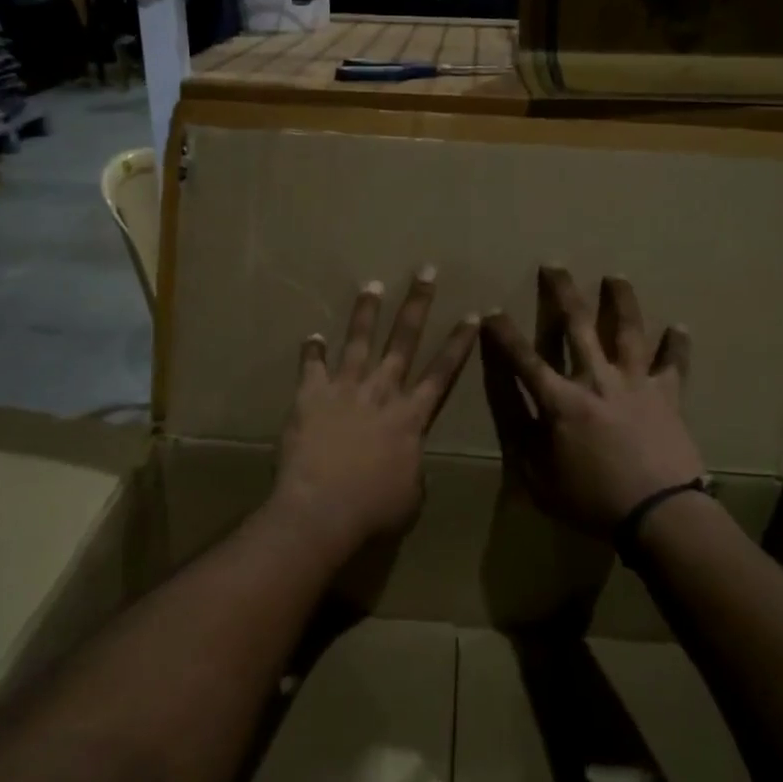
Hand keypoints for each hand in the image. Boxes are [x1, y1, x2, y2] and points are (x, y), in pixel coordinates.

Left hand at [272, 267, 478, 557]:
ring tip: (372, 285)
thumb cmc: (373, 510)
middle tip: (425, 272)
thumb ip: (413, 468)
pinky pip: (311, 366)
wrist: (322, 510)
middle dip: (417, 304)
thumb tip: (409, 463)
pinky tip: (312, 335)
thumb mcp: (411, 496)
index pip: (442, 372)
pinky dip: (312, 350)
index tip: (471, 315)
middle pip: (403, 341)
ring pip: (359, 341)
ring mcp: (345, 389)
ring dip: (366, 312)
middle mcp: (382, 392)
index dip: (458, 343)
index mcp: (411, 417)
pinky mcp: (311, 396)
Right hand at [481, 267, 703, 536]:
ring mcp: (635, 383)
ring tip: (616, 277)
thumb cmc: (592, 499)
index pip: (524, 359)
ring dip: (620, 300)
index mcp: (561, 400)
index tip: (492, 311)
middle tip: (554, 265)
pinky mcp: (667, 396)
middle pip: (577, 326)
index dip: (504, 335)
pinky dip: (676, 346)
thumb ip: (520, 434)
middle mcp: (597, 379)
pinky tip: (679, 327)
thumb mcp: (537, 476)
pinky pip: (674, 365)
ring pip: (627, 331)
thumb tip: (507, 398)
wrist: (658, 513)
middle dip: (562, 292)